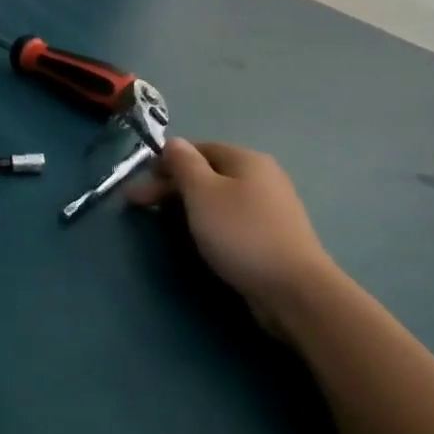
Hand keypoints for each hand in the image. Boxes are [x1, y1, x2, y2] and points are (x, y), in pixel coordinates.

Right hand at [126, 139, 342, 332]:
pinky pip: (231, 219)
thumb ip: (184, 164)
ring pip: (218, 198)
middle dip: (171, 186)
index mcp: (246, 160)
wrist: (294, 290)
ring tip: (163, 222)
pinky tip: (198, 237)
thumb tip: (173, 142)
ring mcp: (270, 208)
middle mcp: (262, 177)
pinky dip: (208, 222)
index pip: (198, 149)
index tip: (140, 183)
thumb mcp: (203, 192)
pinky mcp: (271, 236)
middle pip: (207, 173)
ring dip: (187, 205)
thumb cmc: (242, 233)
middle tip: (138, 205)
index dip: (166, 162)